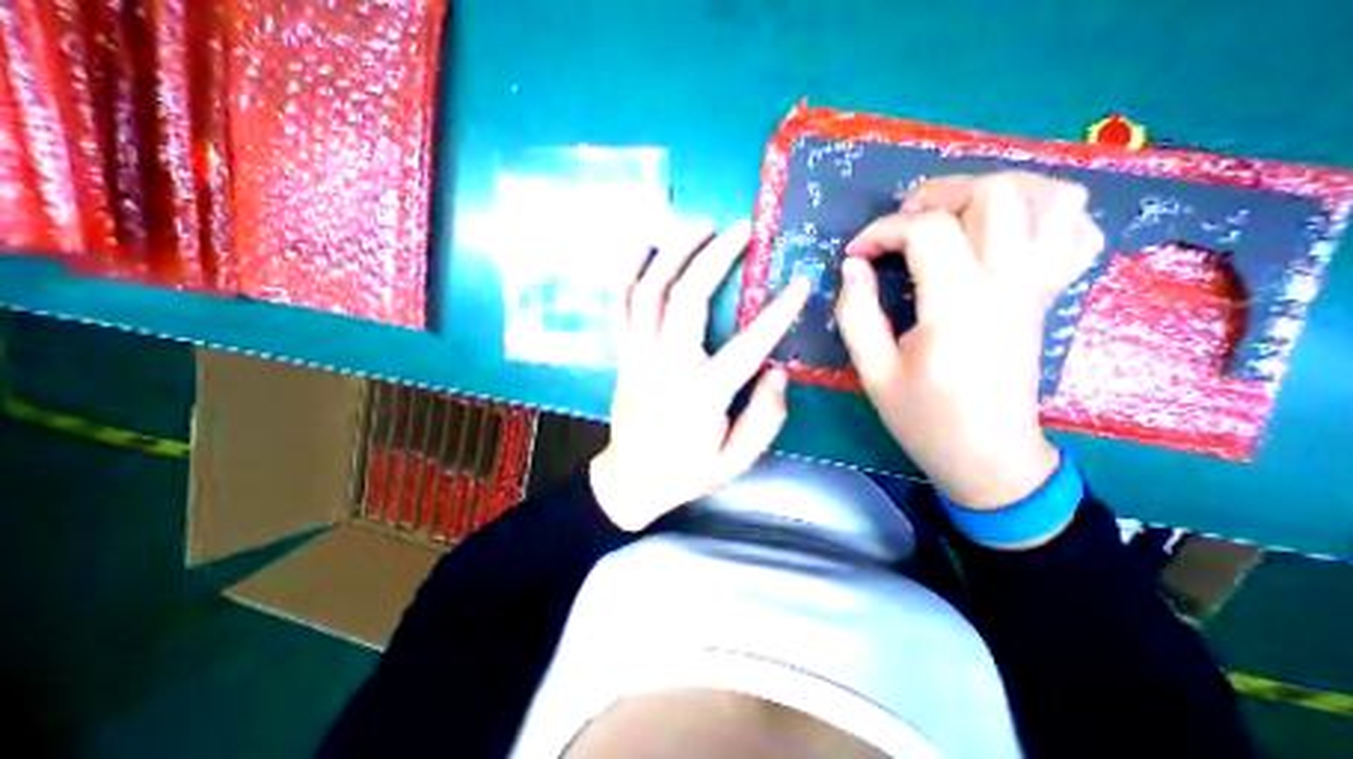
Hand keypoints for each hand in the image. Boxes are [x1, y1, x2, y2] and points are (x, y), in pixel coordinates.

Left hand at [591, 215, 799, 526]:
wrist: (631, 480)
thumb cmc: (686, 472)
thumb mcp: (735, 461)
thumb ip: (764, 418)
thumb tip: (778, 371)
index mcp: (701, 396)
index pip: (747, 345)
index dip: (778, 312)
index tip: (801, 284)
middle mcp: (666, 366)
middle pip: (687, 298)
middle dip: (716, 257)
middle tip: (742, 229)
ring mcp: (639, 355)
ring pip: (649, 291)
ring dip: (674, 252)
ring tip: (700, 225)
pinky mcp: (623, 353)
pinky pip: (621, 304)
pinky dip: (630, 271)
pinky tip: (645, 246)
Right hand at [843, 173, 1103, 510]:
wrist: (989, 455)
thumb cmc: (924, 418)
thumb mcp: (873, 372)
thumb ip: (856, 313)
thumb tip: (852, 266)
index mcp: (958, 305)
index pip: (927, 231)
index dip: (882, 231)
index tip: (855, 254)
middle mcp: (1009, 283)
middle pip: (994, 193)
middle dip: (936, 195)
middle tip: (900, 225)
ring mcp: (1039, 285)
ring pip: (1047, 197)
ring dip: (993, 192)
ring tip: (950, 217)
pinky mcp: (1050, 295)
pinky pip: (1074, 230)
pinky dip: (1042, 213)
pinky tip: (1001, 234)